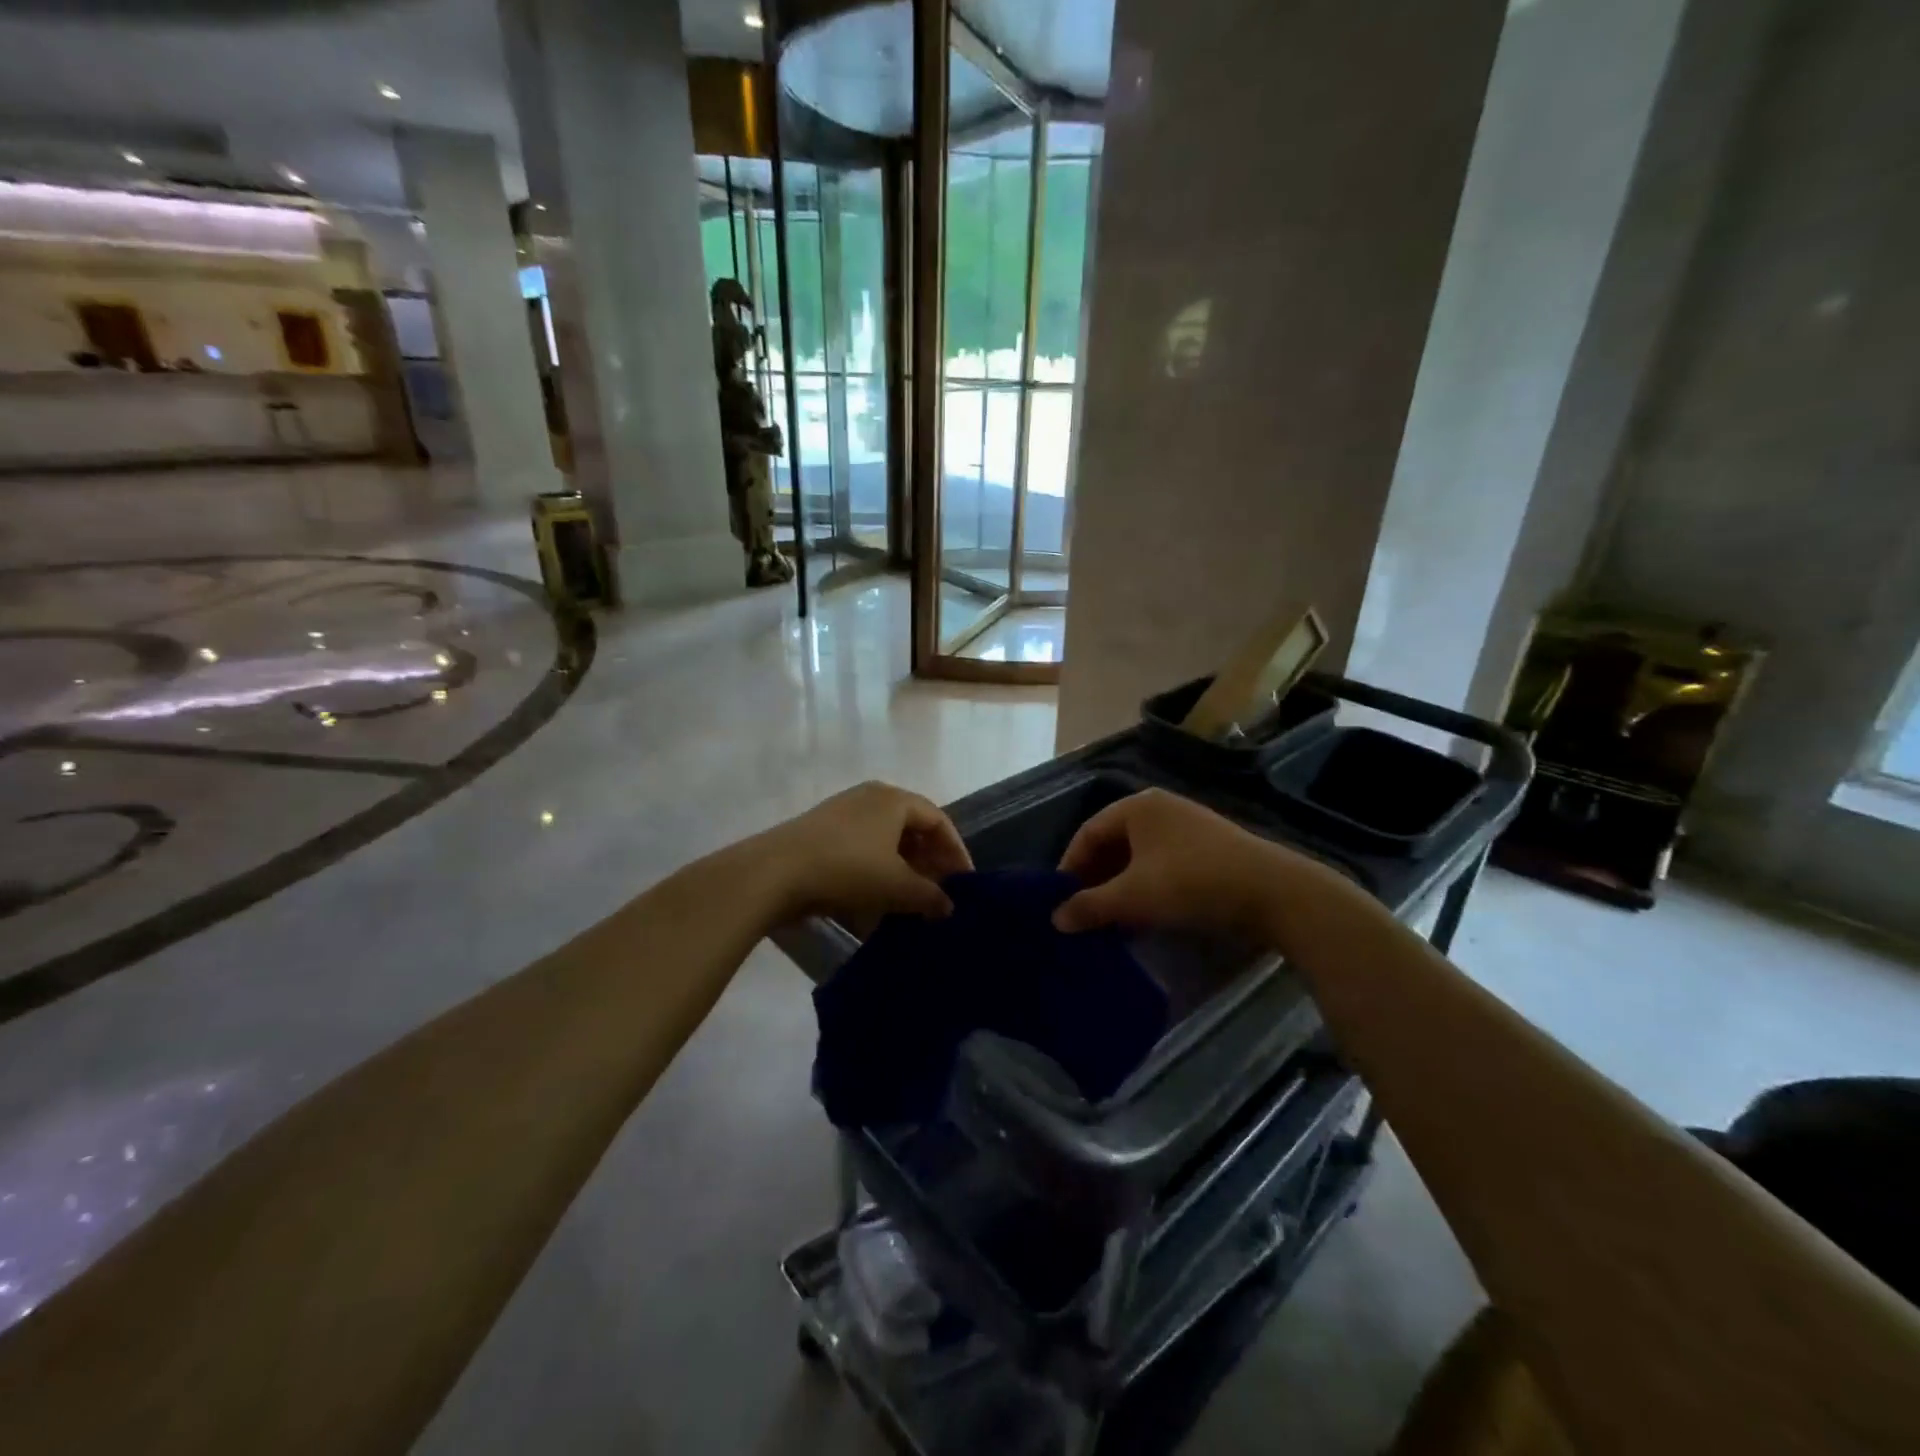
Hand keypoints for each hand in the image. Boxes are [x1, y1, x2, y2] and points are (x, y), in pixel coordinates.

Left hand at [755, 781, 972, 925]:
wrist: (775, 872)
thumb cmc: (847, 869)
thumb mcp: (896, 886)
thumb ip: (929, 895)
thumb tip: (948, 906)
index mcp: (894, 800)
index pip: (938, 820)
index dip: (956, 851)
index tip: (964, 882)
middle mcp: (871, 797)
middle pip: (911, 828)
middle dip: (928, 861)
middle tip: (938, 892)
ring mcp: (843, 812)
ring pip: (885, 840)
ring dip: (902, 868)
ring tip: (909, 899)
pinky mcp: (821, 831)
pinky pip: (862, 848)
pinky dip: (876, 870)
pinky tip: (874, 899)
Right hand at [1053, 788, 1329, 937]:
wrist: (1273, 893)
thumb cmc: (1191, 883)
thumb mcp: (1133, 897)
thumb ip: (1090, 905)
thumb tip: (1056, 919)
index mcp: (1137, 807)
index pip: (1088, 832)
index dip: (1069, 866)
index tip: (1059, 900)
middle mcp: (1160, 808)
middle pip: (1113, 842)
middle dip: (1095, 878)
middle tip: (1083, 911)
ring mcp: (1187, 826)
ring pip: (1138, 856)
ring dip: (1120, 886)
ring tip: (1110, 919)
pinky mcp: (1208, 848)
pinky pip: (1162, 864)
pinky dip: (1146, 887)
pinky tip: (1145, 915)